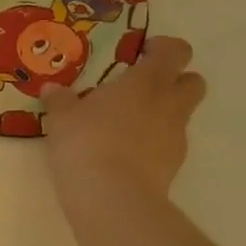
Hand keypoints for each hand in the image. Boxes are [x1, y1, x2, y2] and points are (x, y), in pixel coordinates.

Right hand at [41, 35, 206, 206]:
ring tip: (129, 126)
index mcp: (146, 81)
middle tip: (143, 89)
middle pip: (193, 81)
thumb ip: (60, 101)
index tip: (141, 54)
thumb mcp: (62, 119)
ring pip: (183, 114)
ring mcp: (176, 136)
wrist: (112, 196)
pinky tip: (128, 155)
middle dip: (175, 80)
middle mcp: (169, 103)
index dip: (163, 49)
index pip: (175, 51)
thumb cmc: (86, 142)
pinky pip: (170, 144)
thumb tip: (52, 89)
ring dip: (164, 113)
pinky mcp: (175, 165)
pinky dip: (156, 144)